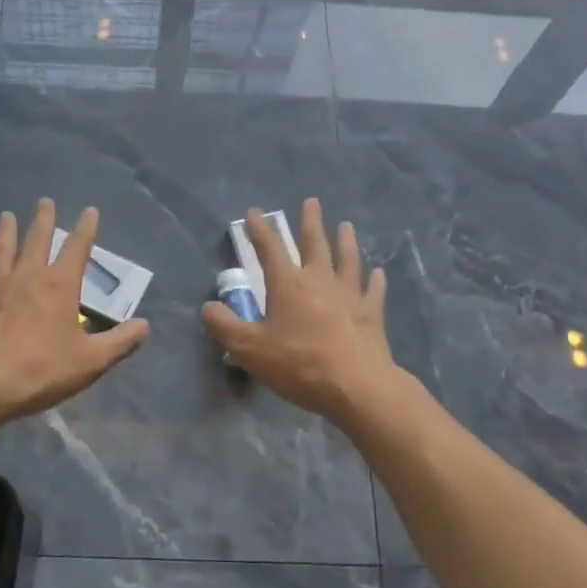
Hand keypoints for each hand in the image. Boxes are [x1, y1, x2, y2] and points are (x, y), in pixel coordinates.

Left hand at [0, 199, 149, 426]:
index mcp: (60, 285)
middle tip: (45, 201)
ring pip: (2, 250)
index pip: (78, 247)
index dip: (86, 228)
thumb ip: (120, 342)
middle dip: (44, 219)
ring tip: (6, 215)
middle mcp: (28, 276)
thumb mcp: (91, 361)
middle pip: (37, 239)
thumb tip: (145, 326)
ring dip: (5, 232)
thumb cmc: (41, 370)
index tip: (90, 210)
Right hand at [201, 198, 413, 425]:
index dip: (260, 230)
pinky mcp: (372, 313)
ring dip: (346, 240)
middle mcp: (319, 280)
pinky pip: (373, 290)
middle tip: (312, 201)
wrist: (356, 386)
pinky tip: (378, 273)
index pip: (270, 248)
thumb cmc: (299, 364)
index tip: (254, 212)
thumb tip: (208, 307)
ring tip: (346, 225)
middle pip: (315, 243)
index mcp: (288, 284)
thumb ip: (225, 326)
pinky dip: (375, 280)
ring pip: (348, 259)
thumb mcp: (250, 349)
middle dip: (310, 221)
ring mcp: (349, 294)